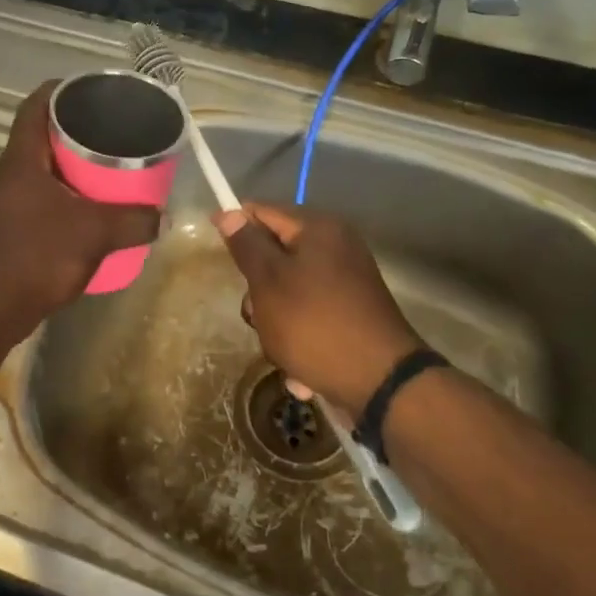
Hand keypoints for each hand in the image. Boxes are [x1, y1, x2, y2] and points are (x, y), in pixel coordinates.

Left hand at [0, 81, 161, 335]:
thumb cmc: (40, 258)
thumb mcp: (96, 234)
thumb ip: (134, 221)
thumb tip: (162, 216)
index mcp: (20, 160)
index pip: (35, 106)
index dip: (60, 90)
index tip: (90, 90)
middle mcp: (5, 173)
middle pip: (37, 134)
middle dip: (71, 129)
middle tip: (107, 131)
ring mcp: (0, 199)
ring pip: (36, 166)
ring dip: (65, 162)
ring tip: (102, 166)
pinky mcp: (3, 223)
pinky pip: (33, 191)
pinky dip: (58, 189)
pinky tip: (82, 206)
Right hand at [214, 202, 425, 414]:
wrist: (381, 382)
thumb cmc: (315, 324)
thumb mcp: (269, 282)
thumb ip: (247, 245)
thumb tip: (230, 212)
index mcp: (318, 230)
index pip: (263, 212)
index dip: (235, 226)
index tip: (214, 248)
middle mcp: (336, 248)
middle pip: (275, 257)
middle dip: (257, 291)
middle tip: (257, 315)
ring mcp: (346, 282)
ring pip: (288, 292)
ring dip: (275, 323)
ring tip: (282, 351)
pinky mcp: (351, 313)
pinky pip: (309, 316)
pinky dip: (299, 339)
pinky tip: (301, 370)